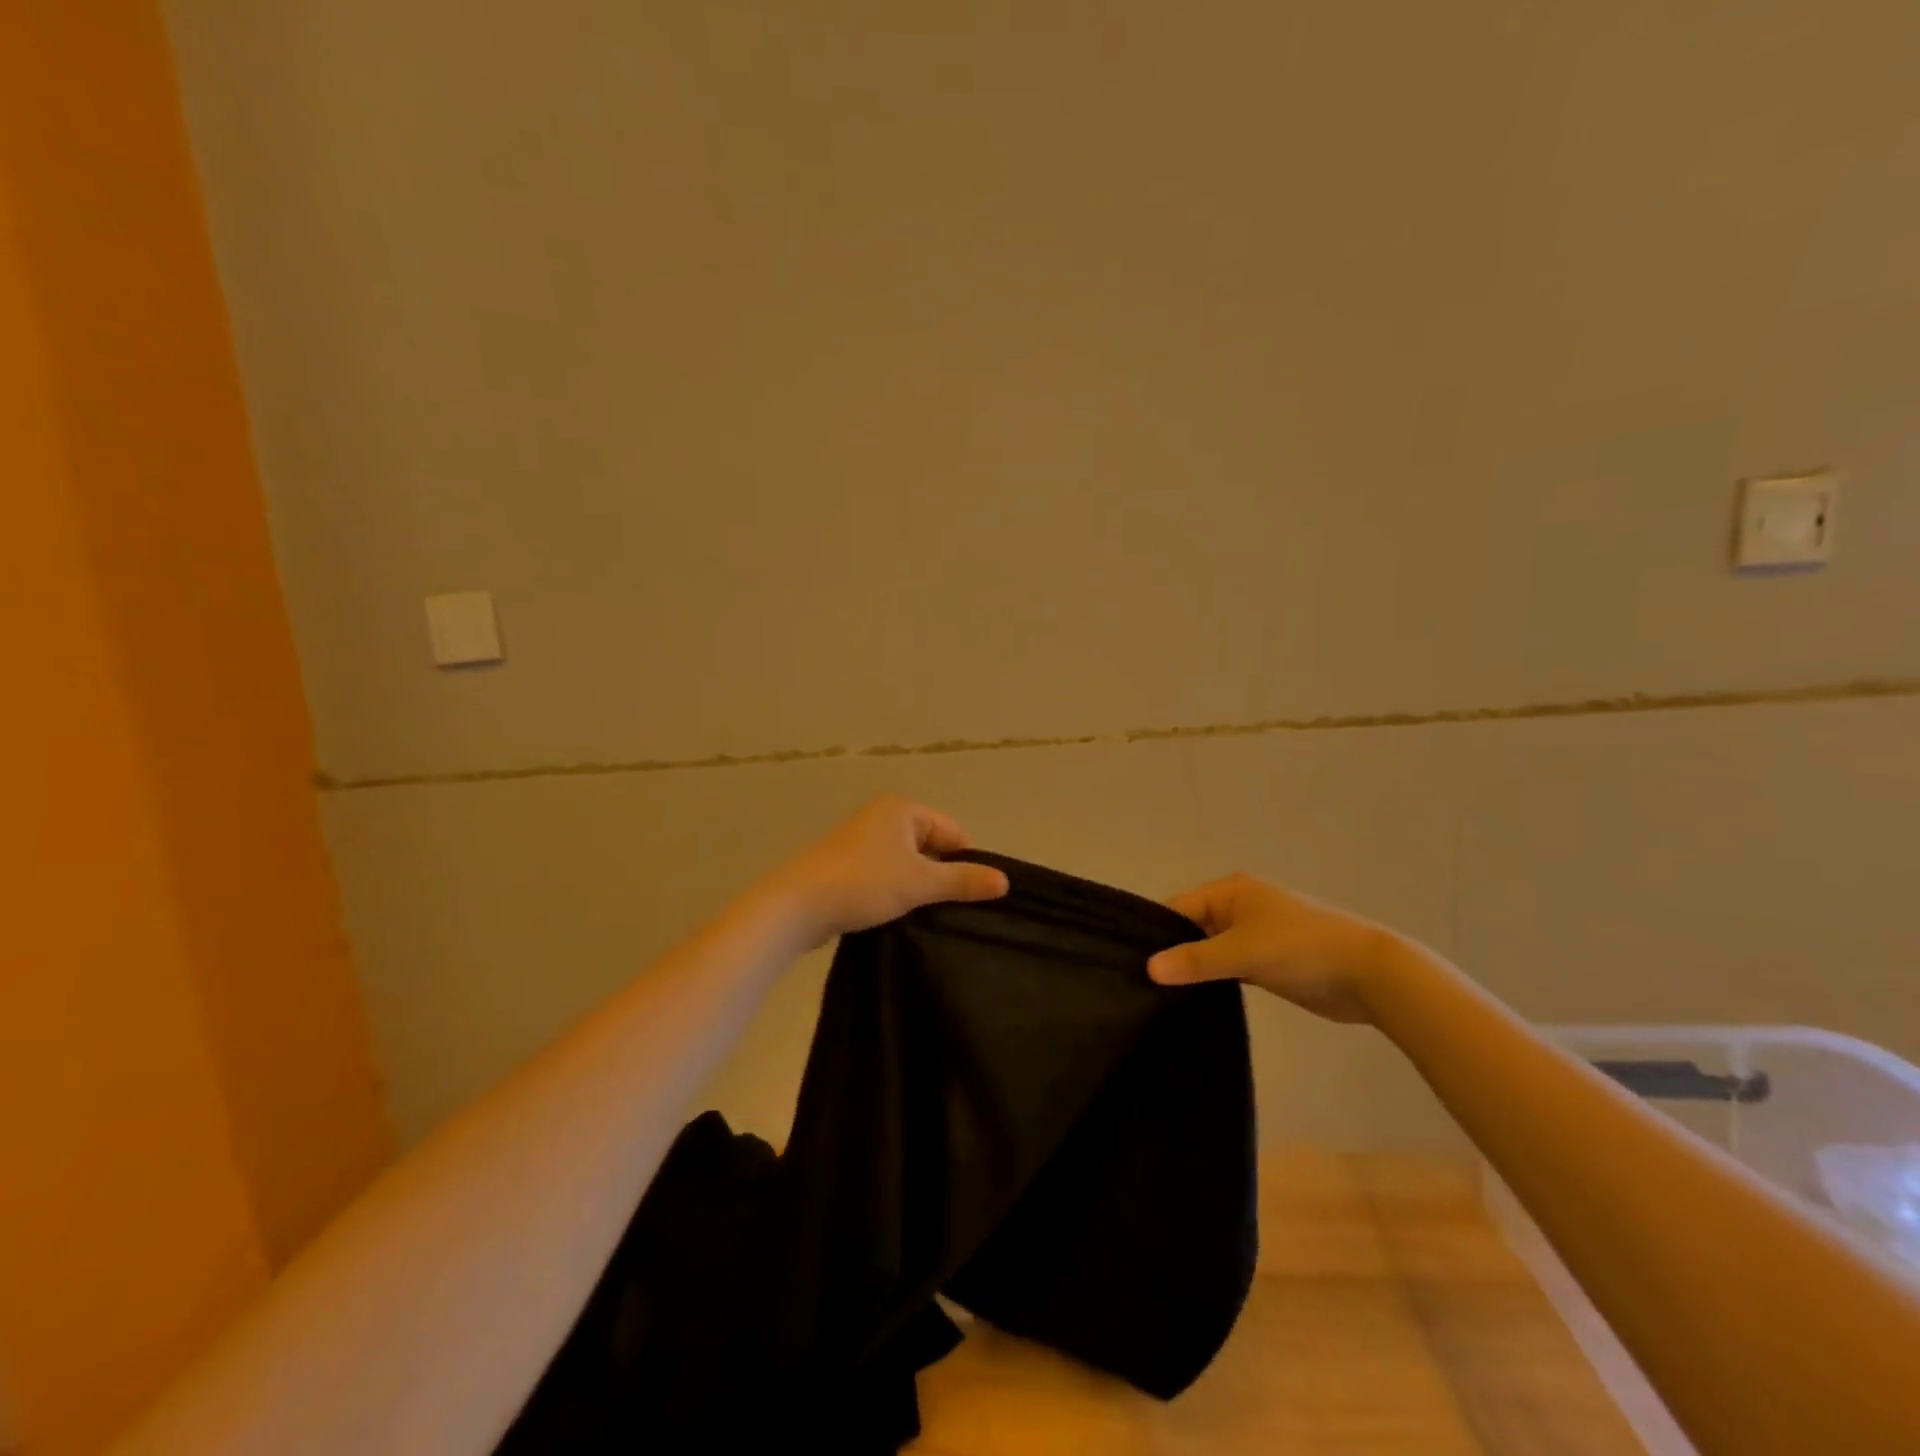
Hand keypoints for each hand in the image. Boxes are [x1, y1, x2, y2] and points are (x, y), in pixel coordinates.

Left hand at [761, 797, 1009, 949]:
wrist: (797, 906)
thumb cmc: (864, 883)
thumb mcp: (920, 883)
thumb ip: (963, 881)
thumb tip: (1005, 881)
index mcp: (902, 810)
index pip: (953, 832)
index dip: (966, 863)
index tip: (971, 897)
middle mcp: (882, 818)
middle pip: (931, 847)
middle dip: (941, 876)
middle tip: (949, 910)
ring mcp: (862, 842)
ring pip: (908, 864)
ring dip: (918, 888)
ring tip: (924, 916)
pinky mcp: (847, 867)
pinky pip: (886, 876)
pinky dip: (895, 893)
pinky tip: (898, 916)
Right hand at [1148, 874, 1388, 1023]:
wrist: (1369, 974)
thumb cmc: (1300, 949)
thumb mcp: (1242, 952)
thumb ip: (1195, 960)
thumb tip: (1149, 968)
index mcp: (1231, 891)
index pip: (1178, 907)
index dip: (1156, 933)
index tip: (1132, 963)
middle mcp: (1238, 907)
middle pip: (1192, 928)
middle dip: (1173, 952)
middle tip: (1143, 984)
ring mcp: (1254, 935)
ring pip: (1210, 950)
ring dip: (1194, 968)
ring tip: (1161, 995)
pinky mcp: (1267, 962)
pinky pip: (1229, 967)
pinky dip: (1215, 979)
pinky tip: (1194, 1000)